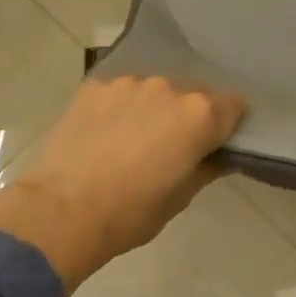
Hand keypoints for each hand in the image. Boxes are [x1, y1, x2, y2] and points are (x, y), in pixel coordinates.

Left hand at [0, 76, 245, 291]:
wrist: (62, 210)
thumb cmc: (131, 213)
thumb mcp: (180, 199)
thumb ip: (207, 168)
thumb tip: (220, 155)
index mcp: (199, 115)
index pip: (233, 105)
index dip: (228, 124)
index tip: (217, 141)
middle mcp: (168, 87)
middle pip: (192, 93)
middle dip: (188, 115)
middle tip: (171, 146)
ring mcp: (128, 83)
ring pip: (153, 90)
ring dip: (152, 108)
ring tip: (132, 139)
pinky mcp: (95, 86)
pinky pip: (119, 93)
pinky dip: (119, 108)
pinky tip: (104, 133)